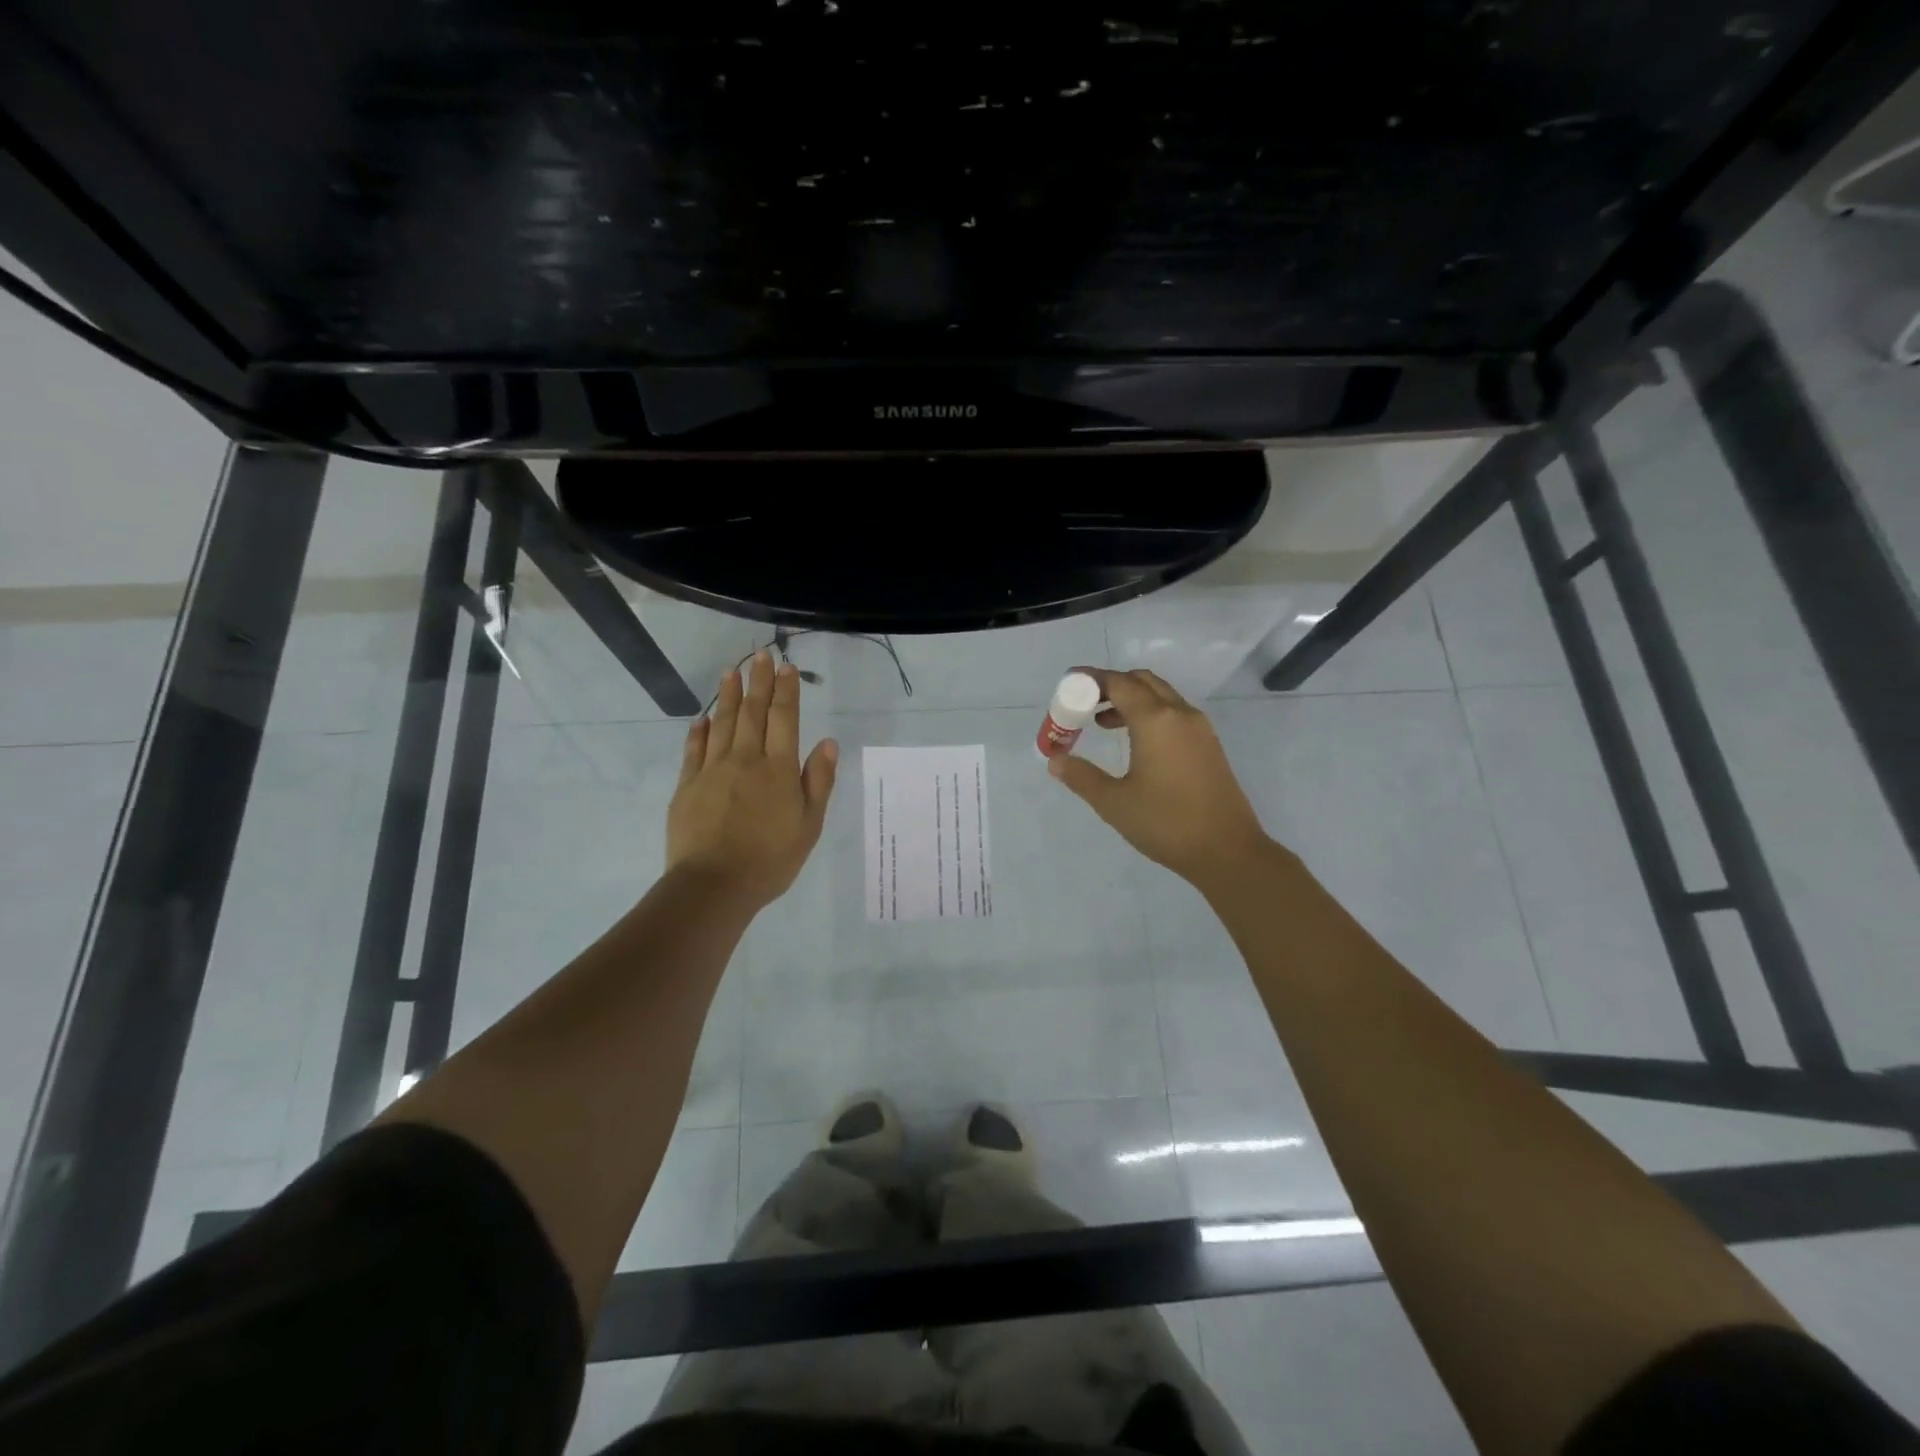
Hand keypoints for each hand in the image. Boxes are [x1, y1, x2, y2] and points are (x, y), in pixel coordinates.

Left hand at [667, 650, 837, 911]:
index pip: (783, 719)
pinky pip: (694, 750)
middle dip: (757, 682)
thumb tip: (827, 743)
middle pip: (751, 713)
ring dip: (727, 696)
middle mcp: (745, 760)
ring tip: (730, 672)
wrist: (714, 886)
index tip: (786, 667)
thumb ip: (818, 782)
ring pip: (721, 724)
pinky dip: (699, 731)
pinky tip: (701, 718)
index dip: (786, 691)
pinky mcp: (687, 786)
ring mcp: (712, 771)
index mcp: (778, 769)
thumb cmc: (770, 860)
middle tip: (759, 655)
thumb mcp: (809, 826)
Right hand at [1048, 667, 1271, 889]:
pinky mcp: (1209, 745)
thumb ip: (1081, 777)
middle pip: (1142, 681)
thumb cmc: (1166, 823)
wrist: (1228, 851)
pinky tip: (1135, 743)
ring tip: (1101, 724)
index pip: (1119, 683)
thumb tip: (1055, 760)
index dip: (1091, 679)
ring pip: (1161, 696)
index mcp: (1156, 720)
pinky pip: (1174, 713)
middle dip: (1111, 685)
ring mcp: (1199, 729)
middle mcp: (1180, 714)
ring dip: (1131, 700)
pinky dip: (1149, 714)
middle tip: (1084, 702)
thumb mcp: (1114, 802)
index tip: (1068, 682)